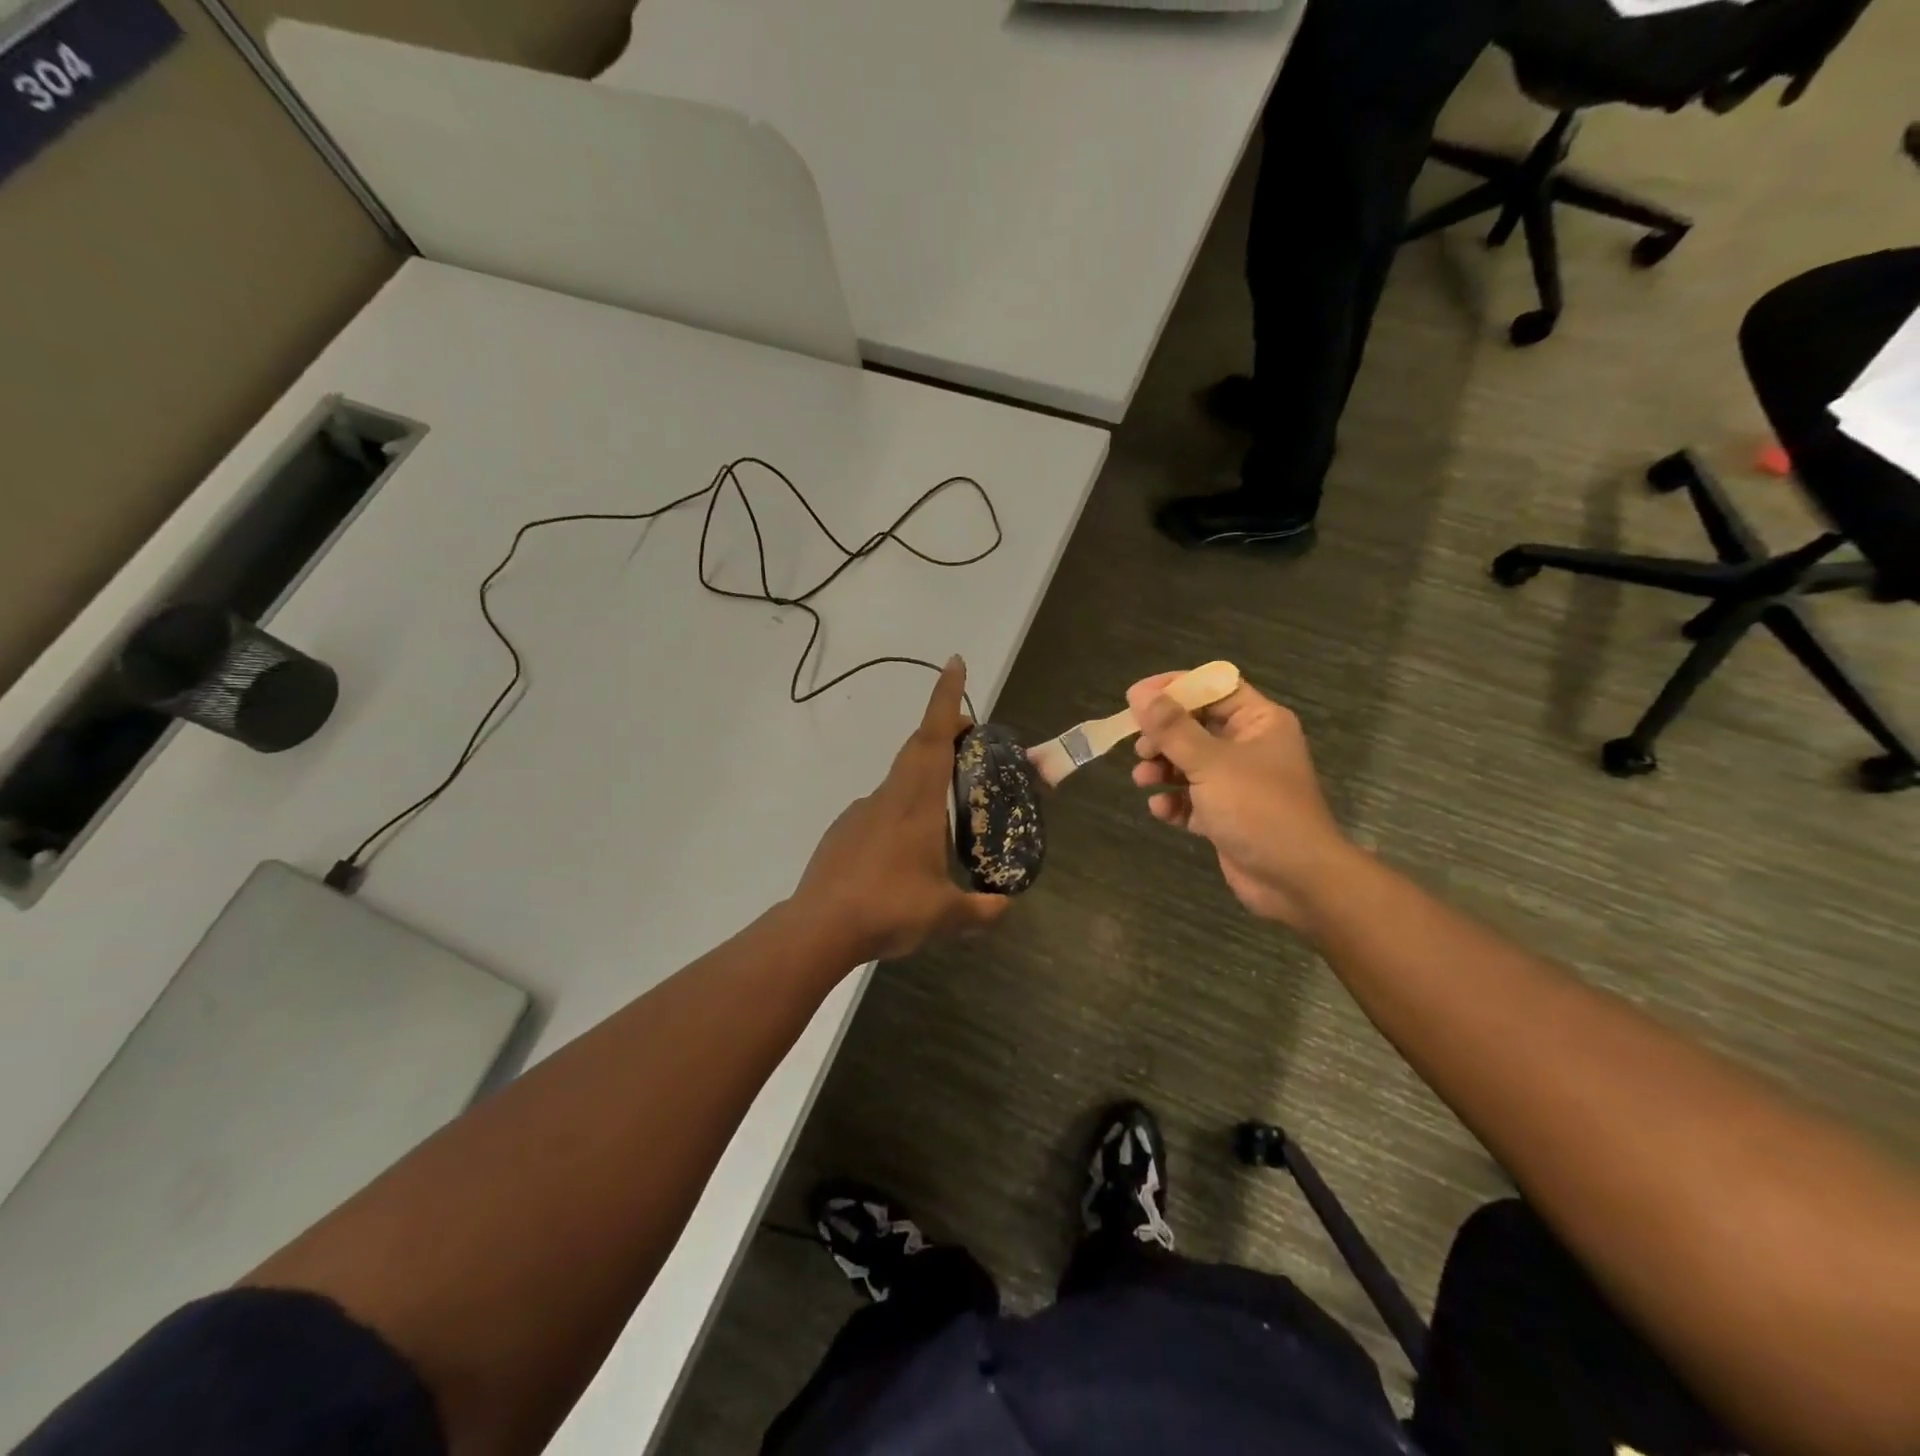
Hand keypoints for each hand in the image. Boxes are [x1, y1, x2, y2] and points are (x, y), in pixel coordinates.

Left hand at [794, 657, 1010, 961]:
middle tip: (970, 740)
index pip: (934, 737)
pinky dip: (900, 812)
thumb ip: (982, 910)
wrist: (818, 928)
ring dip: (924, 777)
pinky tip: (904, 853)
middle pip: (917, 749)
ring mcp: (860, 812)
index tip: (955, 663)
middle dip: (944, 732)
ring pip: (898, 781)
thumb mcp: (946, 915)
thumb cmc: (888, 908)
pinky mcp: (842, 833)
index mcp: (916, 802)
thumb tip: (1006, 906)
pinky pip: (880, 810)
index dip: (946, 698)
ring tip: (945, 812)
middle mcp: (888, 796)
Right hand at [1127, 673, 1356, 930]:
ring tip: (1143, 779)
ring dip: (1162, 768)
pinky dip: (1175, 801)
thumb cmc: (1258, 809)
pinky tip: (1162, 810)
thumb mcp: (1211, 763)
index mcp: (1258, 722)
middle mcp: (1249, 746)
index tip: (1136, 698)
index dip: (1174, 688)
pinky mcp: (1227, 815)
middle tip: (1140, 748)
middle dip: (1163, 736)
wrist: (1295, 880)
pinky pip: (1192, 798)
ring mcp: (1238, 782)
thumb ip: (1173, 728)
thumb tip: (1140, 695)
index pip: (1213, 687)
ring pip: (1190, 763)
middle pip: (1196, 726)